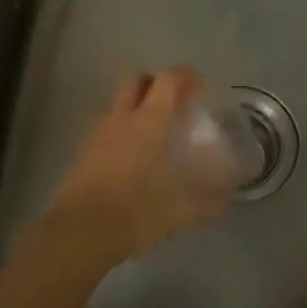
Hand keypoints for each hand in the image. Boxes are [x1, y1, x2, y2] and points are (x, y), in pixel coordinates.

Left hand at [47, 68, 232, 269]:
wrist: (81, 231)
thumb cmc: (136, 211)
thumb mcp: (180, 211)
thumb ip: (207, 203)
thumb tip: (226, 201)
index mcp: (149, 120)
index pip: (168, 80)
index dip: (185, 76)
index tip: (199, 84)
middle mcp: (123, 117)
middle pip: (137, 80)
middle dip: (156, 82)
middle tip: (173, 100)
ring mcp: (99, 131)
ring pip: (118, 101)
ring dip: (136, 103)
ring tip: (153, 126)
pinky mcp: (84, 150)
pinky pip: (106, 124)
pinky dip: (121, 126)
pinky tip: (131, 151)